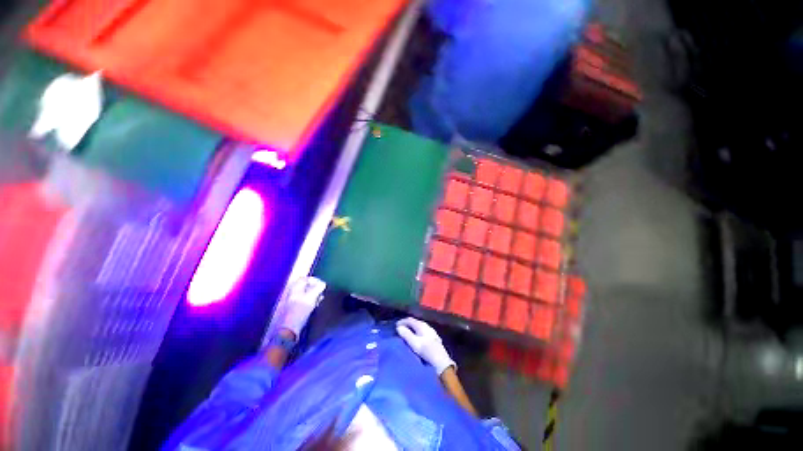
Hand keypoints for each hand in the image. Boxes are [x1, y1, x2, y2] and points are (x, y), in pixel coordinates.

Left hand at [276, 277, 325, 336]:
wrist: (289, 329)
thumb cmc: (300, 311)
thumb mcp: (311, 297)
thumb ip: (318, 288)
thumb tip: (323, 284)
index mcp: (295, 288)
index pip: (305, 278)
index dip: (314, 280)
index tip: (322, 285)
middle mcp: (293, 292)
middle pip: (306, 286)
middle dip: (315, 288)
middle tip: (322, 292)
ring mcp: (293, 301)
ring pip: (306, 293)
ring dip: (314, 295)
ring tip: (320, 299)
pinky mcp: (295, 309)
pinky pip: (305, 300)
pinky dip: (311, 301)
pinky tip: (315, 305)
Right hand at [396, 317, 455, 374]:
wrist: (441, 362)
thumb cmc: (427, 351)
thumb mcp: (414, 343)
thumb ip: (406, 334)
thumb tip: (399, 327)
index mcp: (421, 325)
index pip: (410, 319)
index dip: (402, 321)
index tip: (395, 326)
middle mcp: (427, 326)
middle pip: (415, 322)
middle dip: (406, 325)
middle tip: (400, 330)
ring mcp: (431, 332)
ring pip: (419, 327)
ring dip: (412, 329)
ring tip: (406, 334)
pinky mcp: (434, 338)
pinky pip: (422, 331)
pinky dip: (416, 332)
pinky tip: (416, 338)